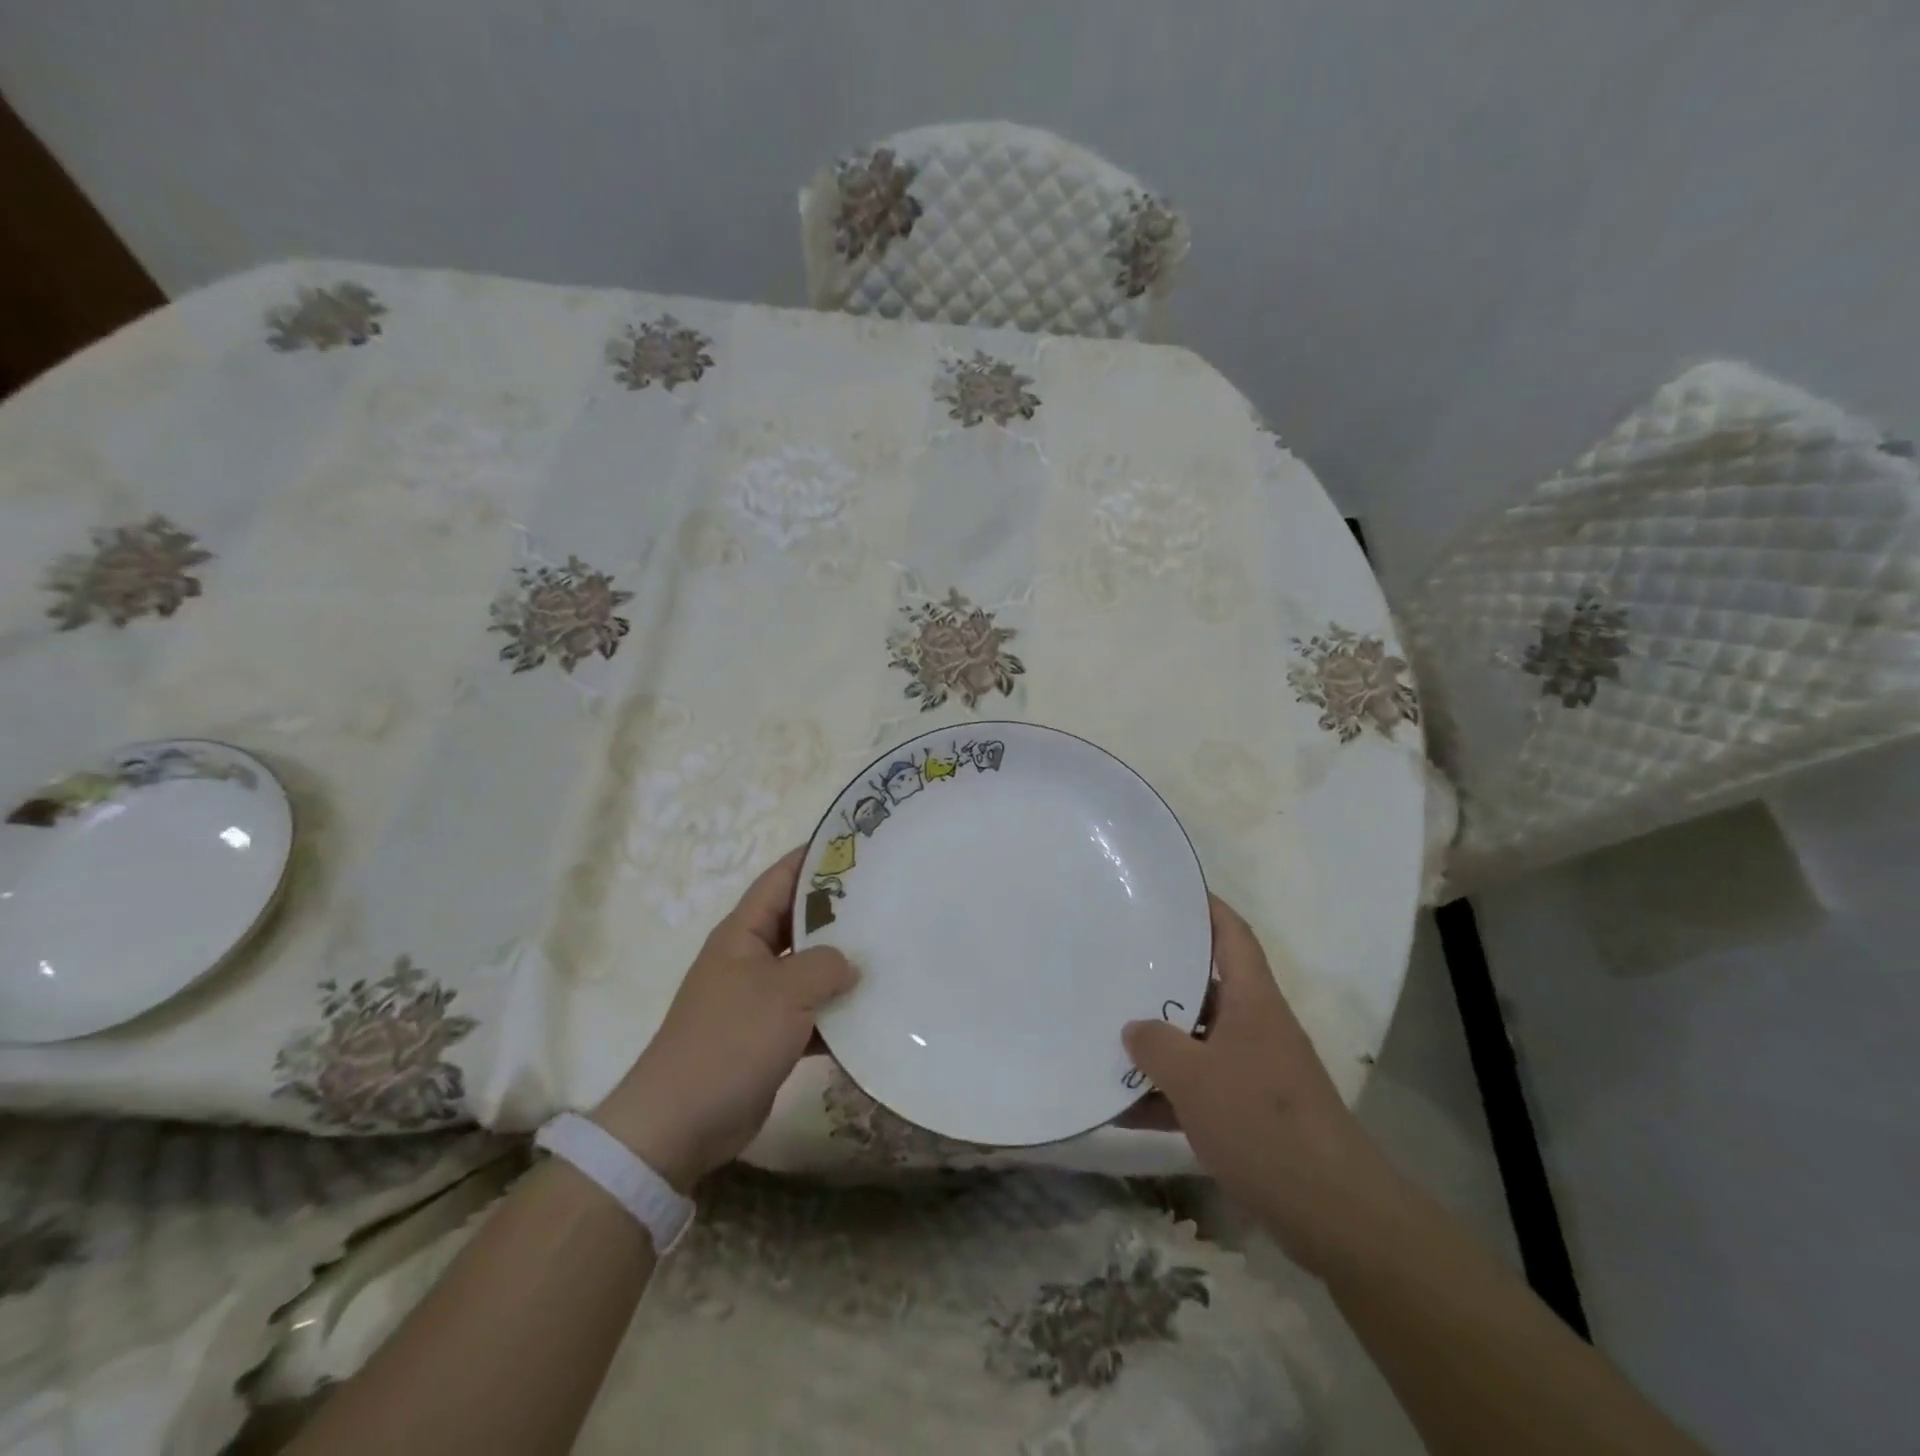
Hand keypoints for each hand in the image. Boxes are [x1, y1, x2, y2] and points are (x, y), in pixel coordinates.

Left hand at [592, 847, 856, 1191]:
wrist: (680, 1124)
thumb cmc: (730, 1041)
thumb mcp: (784, 993)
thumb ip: (825, 966)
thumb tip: (851, 963)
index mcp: (742, 934)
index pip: (781, 880)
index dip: (814, 859)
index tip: (856, 846)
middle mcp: (749, 959)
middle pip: (799, 924)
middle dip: (839, 914)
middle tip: (887, 901)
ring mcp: (757, 1000)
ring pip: (808, 971)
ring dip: (842, 969)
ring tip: (890, 955)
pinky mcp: (768, 1038)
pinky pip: (809, 1015)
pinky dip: (835, 1016)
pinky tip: (872, 1015)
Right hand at [1122, 895, 1405, 1274]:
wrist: (1332, 1213)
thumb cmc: (1262, 1122)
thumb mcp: (1195, 1077)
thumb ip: (1156, 1045)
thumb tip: (1133, 1029)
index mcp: (1253, 1001)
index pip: (1232, 935)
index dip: (1205, 906)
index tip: (1169, 890)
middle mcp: (1256, 1027)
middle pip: (1207, 986)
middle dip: (1163, 977)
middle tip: (1117, 961)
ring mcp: (1254, 1071)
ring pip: (1198, 1041)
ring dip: (1159, 1043)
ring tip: (1107, 1031)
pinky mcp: (1250, 1114)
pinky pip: (1199, 1090)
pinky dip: (1166, 1095)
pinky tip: (1122, 1107)